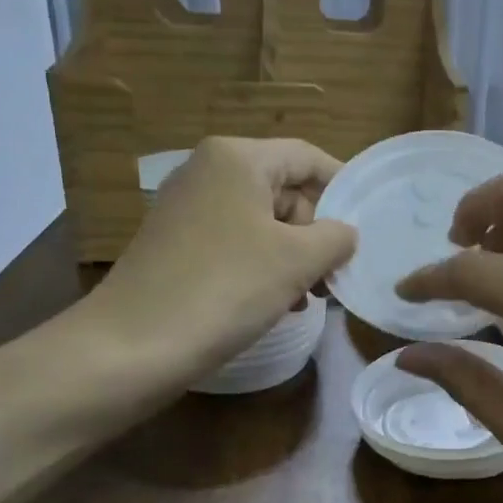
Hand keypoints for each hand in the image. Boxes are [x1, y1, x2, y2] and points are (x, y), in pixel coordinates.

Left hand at [78, 137, 356, 383]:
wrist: (133, 345)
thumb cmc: (226, 289)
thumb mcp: (297, 261)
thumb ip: (336, 237)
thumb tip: (345, 233)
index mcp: (237, 158)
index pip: (308, 157)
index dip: (343, 189)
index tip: (368, 228)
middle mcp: (208, 171)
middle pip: (285, 190)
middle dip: (315, 234)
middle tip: (332, 278)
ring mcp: (187, 208)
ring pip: (262, 223)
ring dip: (293, 258)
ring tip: (306, 300)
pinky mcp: (175, 244)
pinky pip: (235, 243)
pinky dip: (261, 268)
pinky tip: (273, 305)